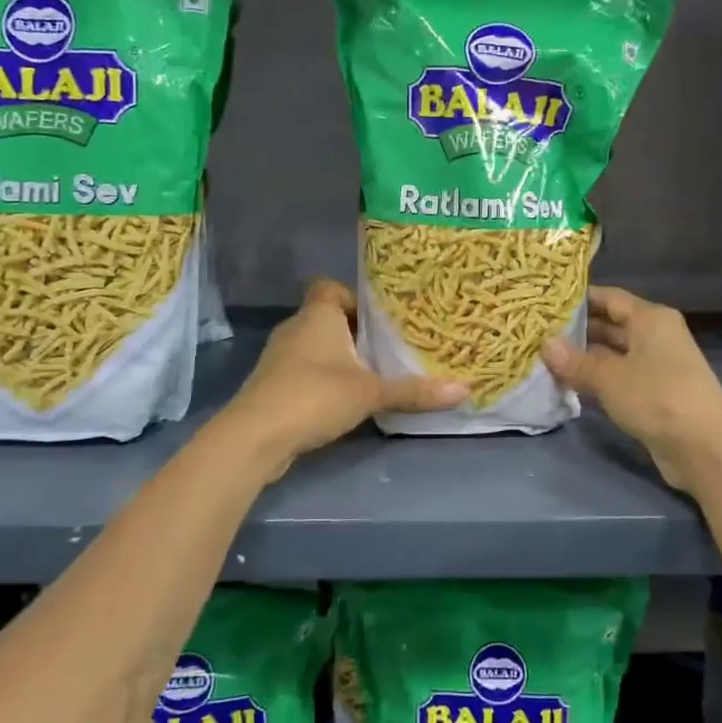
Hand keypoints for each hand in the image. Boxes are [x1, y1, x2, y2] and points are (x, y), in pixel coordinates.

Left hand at [224, 279, 465, 477]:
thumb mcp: (371, 393)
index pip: (330, 287)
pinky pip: (303, 371)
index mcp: (317, 314)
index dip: (354, 298)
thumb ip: (415, 391)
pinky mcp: (271, 385)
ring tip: (370, 375)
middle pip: (326, 318)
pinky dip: (321, 380)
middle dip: (354, 332)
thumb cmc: (315, 396)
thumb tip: (465, 389)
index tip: (379, 320)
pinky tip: (342, 401)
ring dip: (338, 359)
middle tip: (386, 348)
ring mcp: (279, 357)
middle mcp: (295, 328)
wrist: (256, 436)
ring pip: (314, 347)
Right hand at [541, 287, 721, 492]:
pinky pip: (620, 376)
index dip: (578, 299)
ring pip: (614, 352)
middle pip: (612, 324)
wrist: (704, 448)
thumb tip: (545, 345)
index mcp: (651, 319)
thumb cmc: (657, 397)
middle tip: (539, 331)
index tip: (545, 302)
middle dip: (577, 329)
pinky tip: (569, 383)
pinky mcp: (655, 392)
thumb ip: (576, 361)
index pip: (609, 297)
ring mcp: (657, 365)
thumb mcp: (609, 377)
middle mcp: (656, 335)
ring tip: (546, 357)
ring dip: (585, 356)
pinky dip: (597, 377)